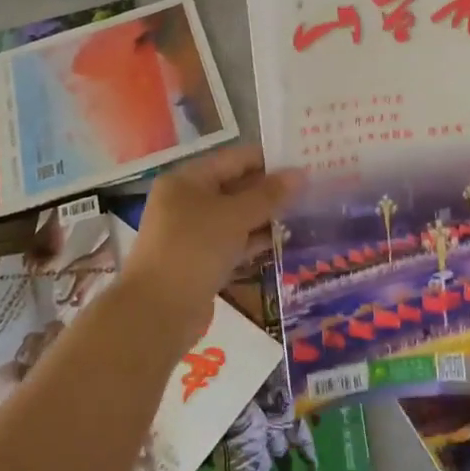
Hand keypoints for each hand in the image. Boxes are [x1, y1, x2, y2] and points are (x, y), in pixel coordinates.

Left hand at [121, 145, 300, 325]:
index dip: (269, 159)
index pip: (234, 159)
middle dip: (270, 189)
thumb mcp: (235, 216)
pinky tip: (284, 241)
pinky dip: (254, 241)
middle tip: (311, 188)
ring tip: (306, 213)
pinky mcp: (200, 261)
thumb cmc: (195, 249)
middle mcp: (186, 201)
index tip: (304, 160)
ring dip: (266, 216)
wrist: (158, 312)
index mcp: (187, 180)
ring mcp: (191, 233)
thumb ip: (268, 195)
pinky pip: (232, 243)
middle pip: (235, 187)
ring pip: (235, 217)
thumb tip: (300, 174)